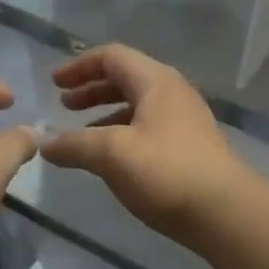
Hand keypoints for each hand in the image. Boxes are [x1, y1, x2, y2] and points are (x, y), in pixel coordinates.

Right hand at [42, 45, 252, 242]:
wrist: (223, 211)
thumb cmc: (166, 172)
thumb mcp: (112, 154)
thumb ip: (74, 145)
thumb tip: (44, 144)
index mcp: (156, 82)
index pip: (112, 57)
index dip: (80, 66)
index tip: (54, 84)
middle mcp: (173, 93)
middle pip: (126, 79)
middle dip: (92, 89)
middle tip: (65, 106)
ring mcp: (185, 121)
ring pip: (138, 106)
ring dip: (106, 114)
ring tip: (82, 135)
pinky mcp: (190, 148)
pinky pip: (149, 129)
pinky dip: (123, 134)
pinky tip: (112, 160)